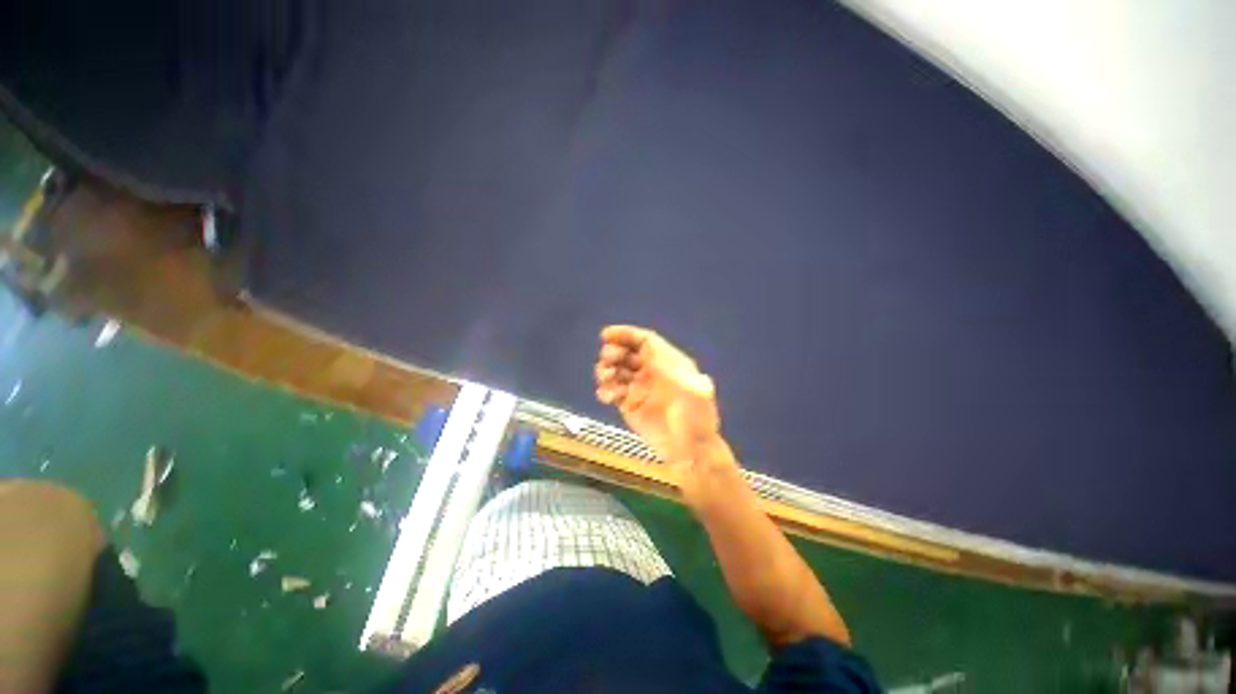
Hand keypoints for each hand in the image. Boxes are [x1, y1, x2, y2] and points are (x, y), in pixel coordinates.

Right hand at [594, 325, 721, 464]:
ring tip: (606, 377)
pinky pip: (611, 391)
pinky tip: (608, 397)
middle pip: (626, 352)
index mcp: (668, 362)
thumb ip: (673, 369)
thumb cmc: (698, 419)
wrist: (691, 451)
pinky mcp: (628, 405)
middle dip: (614, 351)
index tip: (606, 335)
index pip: (644, 341)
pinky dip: (606, 390)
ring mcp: (638, 388)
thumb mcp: (694, 390)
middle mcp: (651, 372)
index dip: (626, 334)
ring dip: (606, 369)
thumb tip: (650, 351)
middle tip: (608, 358)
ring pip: (616, 370)